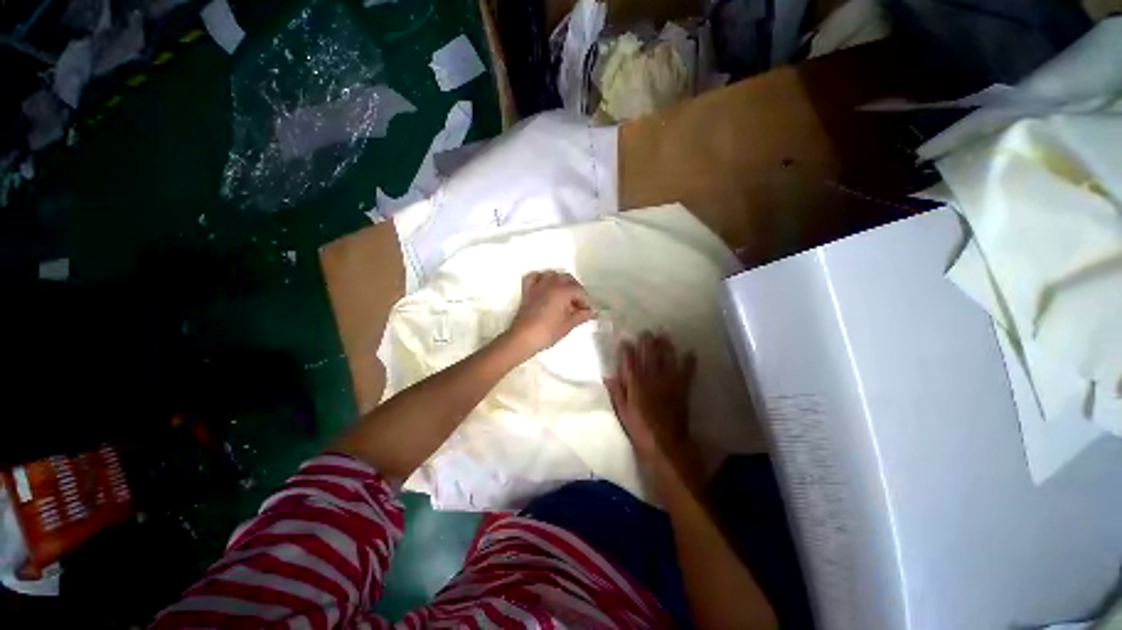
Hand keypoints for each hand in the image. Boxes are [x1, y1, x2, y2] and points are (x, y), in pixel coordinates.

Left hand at [505, 271, 593, 357]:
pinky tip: (545, 286)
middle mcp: (551, 283)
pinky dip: (541, 279)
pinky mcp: (527, 290)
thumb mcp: (568, 325)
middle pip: (568, 279)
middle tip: (578, 305)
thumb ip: (581, 316)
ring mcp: (538, 285)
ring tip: (565, 297)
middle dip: (575, 290)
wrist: (523, 337)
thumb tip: (589, 313)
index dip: (586, 302)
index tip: (587, 312)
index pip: (580, 291)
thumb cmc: (547, 332)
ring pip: (553, 275)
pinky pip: (535, 277)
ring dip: (561, 282)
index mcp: (563, 290)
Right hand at [605, 332, 698, 472]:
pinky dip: (689, 362)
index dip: (626, 349)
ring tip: (665, 334)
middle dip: (647, 341)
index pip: (629, 361)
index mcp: (635, 384)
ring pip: (667, 358)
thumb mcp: (622, 413)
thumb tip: (608, 376)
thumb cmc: (640, 429)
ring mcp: (668, 382)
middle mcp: (651, 379)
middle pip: (649, 355)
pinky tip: (691, 352)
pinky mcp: (682, 389)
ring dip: (666, 345)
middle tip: (646, 330)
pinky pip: (687, 372)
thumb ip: (616, 393)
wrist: (666, 445)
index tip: (625, 340)